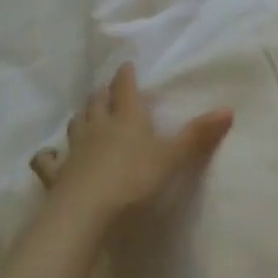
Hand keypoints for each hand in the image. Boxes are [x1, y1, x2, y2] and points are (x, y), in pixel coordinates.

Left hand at [30, 64, 232, 229]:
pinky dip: (48, 154)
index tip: (126, 66)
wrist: (86, 211)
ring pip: (76, 123)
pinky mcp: (56, 174)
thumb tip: (229, 109)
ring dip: (82, 116)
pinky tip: (49, 154)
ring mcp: (74, 149)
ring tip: (87, 114)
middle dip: (103, 93)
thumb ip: (198, 135)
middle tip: (109, 90)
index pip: (125, 88)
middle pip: (97, 102)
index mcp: (127, 118)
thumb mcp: (172, 157)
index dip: (126, 76)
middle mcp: (98, 126)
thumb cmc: (134, 179)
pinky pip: (48, 159)